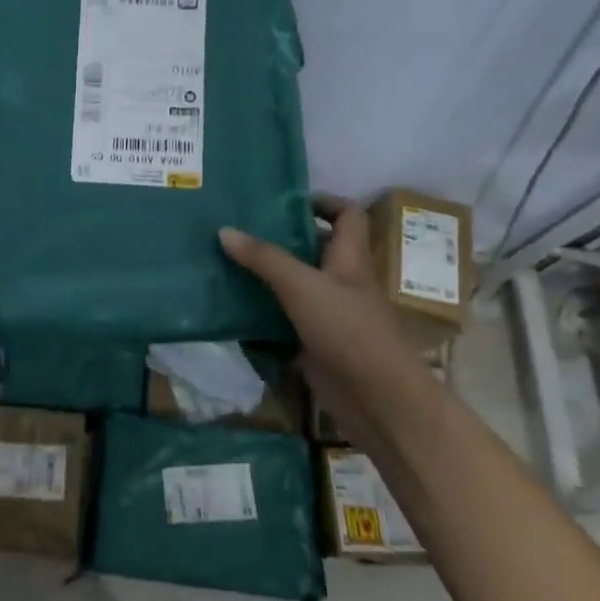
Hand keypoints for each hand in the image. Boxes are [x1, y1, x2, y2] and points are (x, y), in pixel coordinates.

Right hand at [218, 194, 407, 383]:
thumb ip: (264, 258)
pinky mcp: (313, 344)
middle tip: (237, 230)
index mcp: (349, 259)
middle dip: (278, 239)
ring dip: (264, 278)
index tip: (282, 201)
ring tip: (223, 263)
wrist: (376, 399)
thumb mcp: (302, 286)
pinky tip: (230, 309)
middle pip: (313, 250)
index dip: (322, 202)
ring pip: (294, 286)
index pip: (347, 216)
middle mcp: (341, 282)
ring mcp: (328, 315)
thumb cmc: (347, 330)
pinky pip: (283, 321)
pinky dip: (260, 315)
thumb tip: (224, 230)